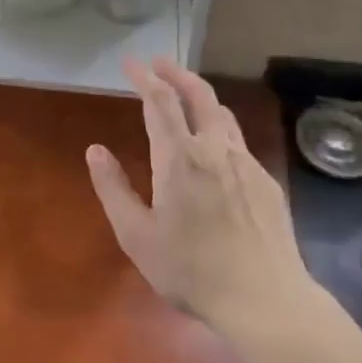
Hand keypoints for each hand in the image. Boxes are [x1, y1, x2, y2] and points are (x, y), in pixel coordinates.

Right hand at [87, 58, 310, 334]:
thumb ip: (113, 189)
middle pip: (199, 95)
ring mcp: (246, 164)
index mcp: (179, 157)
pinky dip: (219, 129)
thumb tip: (95, 150)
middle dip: (177, 73)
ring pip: (223, 115)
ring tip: (187, 98)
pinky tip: (215, 150)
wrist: (265, 300)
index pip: (160, 102)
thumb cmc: (191, 270)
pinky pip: (238, 143)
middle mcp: (215, 149)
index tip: (131, 63)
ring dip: (201, 98)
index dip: (144, 78)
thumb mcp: (136, 236)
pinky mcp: (266, 182)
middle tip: (160, 64)